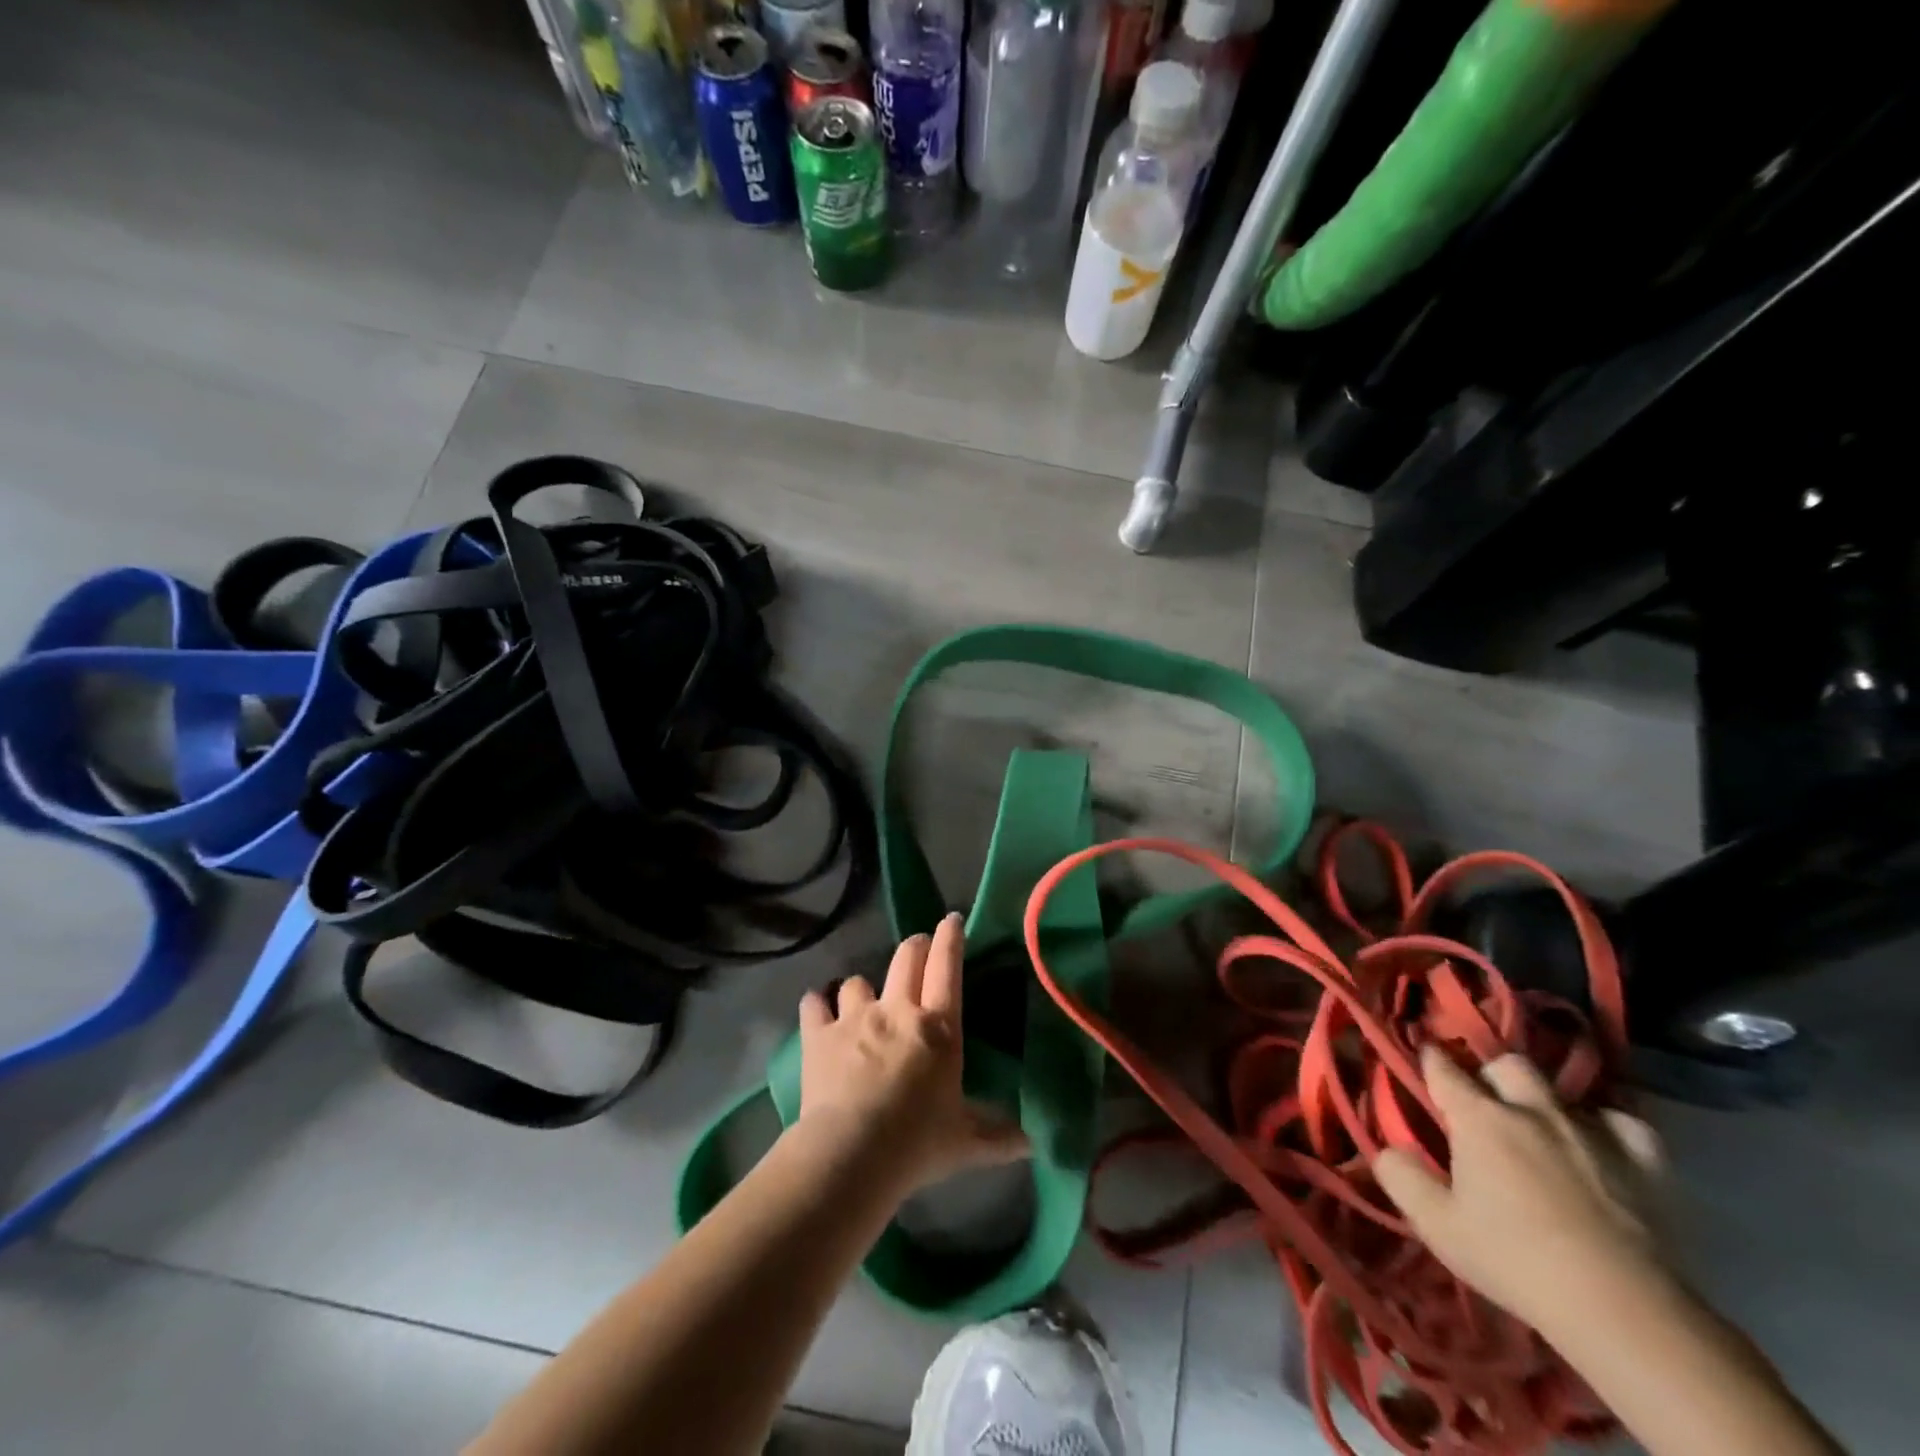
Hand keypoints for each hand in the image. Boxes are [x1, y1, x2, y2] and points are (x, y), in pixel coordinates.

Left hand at [796, 913, 1028, 1194]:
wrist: (852, 1153)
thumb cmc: (917, 1142)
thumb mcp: (966, 1141)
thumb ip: (998, 1136)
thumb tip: (1031, 1144)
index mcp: (938, 1028)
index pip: (947, 968)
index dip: (950, 938)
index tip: (951, 919)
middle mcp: (897, 1010)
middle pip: (906, 959)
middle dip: (914, 946)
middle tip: (917, 947)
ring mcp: (855, 1018)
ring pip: (857, 981)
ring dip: (862, 987)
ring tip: (861, 998)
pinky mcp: (819, 1035)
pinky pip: (814, 1004)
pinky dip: (817, 1005)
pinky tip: (817, 1010)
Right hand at [1373, 1046, 1667, 1340]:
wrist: (1623, 1311)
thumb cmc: (1515, 1261)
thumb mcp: (1437, 1225)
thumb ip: (1402, 1177)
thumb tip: (1388, 1149)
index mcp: (1479, 1118)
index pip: (1442, 1067)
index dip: (1429, 1058)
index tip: (1423, 1057)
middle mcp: (1532, 1110)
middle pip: (1507, 1064)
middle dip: (1491, 1074)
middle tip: (1484, 1102)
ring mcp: (1591, 1133)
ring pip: (1563, 1091)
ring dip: (1546, 1103)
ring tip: (1541, 1126)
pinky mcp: (1643, 1163)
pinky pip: (1624, 1125)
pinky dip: (1608, 1130)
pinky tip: (1600, 1148)